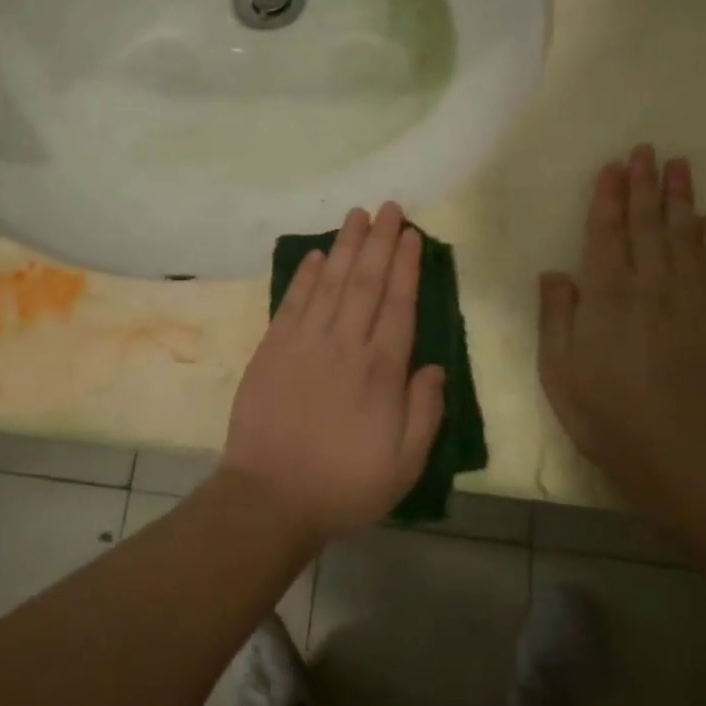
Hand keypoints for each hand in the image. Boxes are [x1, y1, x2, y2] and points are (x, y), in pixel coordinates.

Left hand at [221, 203, 445, 543]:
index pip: (398, 304)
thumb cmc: (344, 484)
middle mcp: (344, 345)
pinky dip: (305, 276)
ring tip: (357, 215)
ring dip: (345, 246)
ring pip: (330, 282)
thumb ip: (425, 412)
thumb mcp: (404, 464)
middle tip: (389, 207)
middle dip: (379, 241)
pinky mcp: (273, 349)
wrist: (270, 497)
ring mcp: (304, 343)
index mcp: (381, 371)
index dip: (405, 266)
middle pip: (365, 282)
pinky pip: (293, 302)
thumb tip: (435, 367)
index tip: (411, 235)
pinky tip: (316, 255)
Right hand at [538, 146, 705, 504]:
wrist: (685, 453)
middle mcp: (651, 285)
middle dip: (645, 185)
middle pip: (648, 224)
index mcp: (607, 295)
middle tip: (646, 150)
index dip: (608, 198)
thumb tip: (557, 272)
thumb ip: (556, 315)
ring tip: (679, 166)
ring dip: (681, 199)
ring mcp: (693, 299)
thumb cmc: (607, 414)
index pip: (607, 233)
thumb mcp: (559, 370)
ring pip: (685, 236)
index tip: (612, 167)